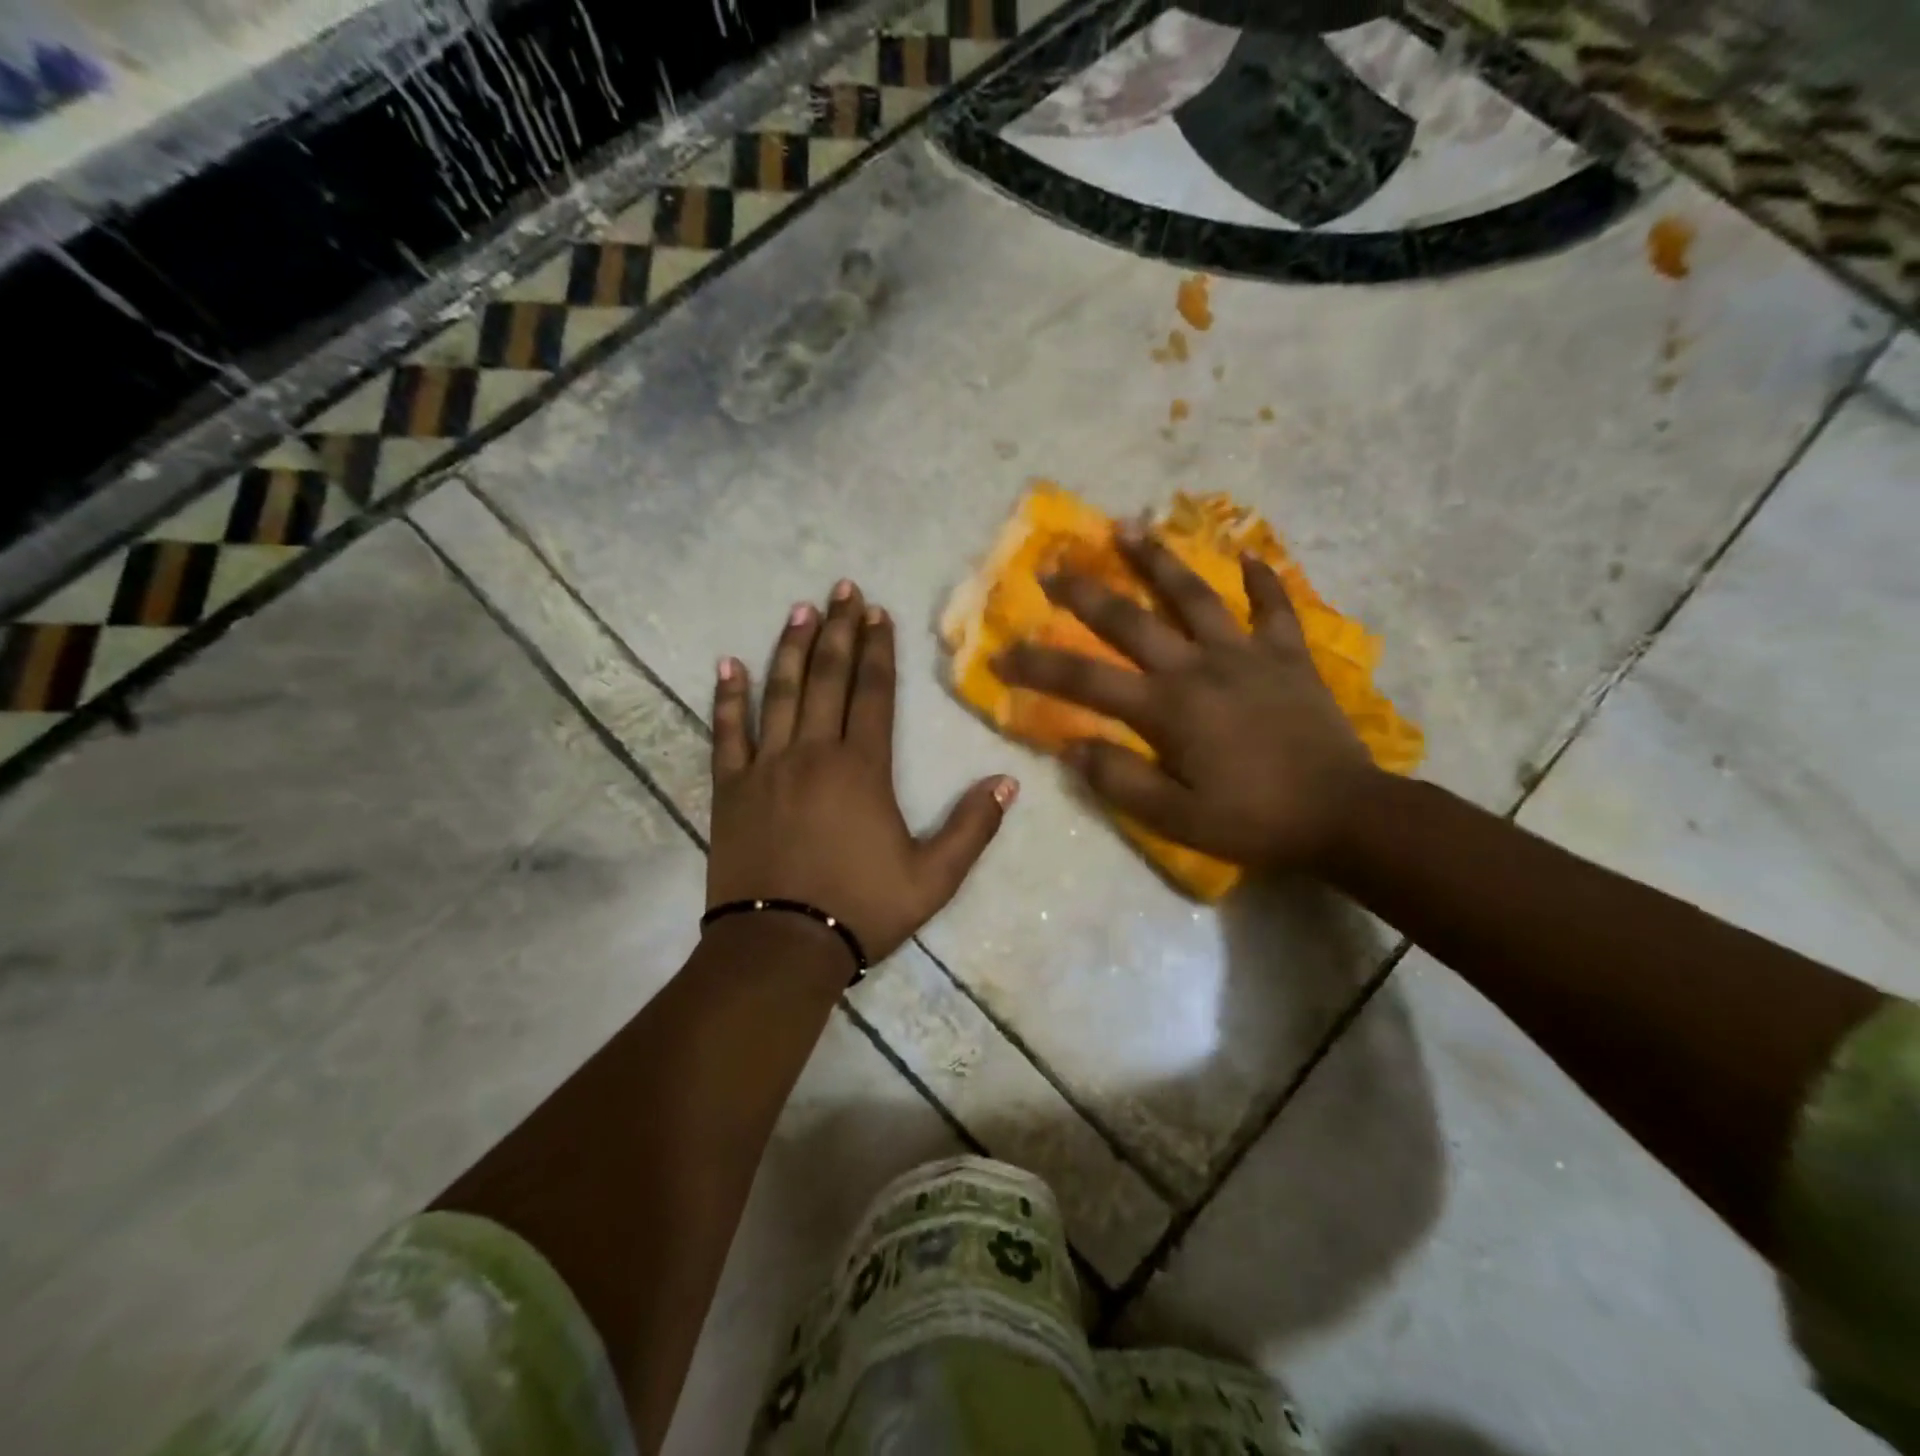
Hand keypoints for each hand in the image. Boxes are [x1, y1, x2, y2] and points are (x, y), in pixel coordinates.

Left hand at [708, 581, 1017, 963]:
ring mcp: (767, 767)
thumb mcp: (934, 879)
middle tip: (842, 589)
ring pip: (779, 693)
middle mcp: (813, 753)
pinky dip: (728, 698)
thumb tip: (1008, 783)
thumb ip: (973, 828)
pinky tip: (728, 665)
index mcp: (862, 769)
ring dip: (790, 647)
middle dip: (838, 630)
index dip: (878, 650)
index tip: (877, 612)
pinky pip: (727, 733)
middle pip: (827, 678)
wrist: (782, 948)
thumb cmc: (861, 910)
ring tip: (799, 609)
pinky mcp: (731, 789)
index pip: (874, 693)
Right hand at [992, 527, 1378, 873]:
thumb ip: (1120, 780)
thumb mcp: (1176, 819)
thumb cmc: (1254, 820)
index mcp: (1167, 709)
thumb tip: (1070, 747)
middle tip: (1054, 565)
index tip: (1002, 652)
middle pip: (1132, 620)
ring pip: (1196, 596)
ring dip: (1159, 560)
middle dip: (1086, 593)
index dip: (1039, 665)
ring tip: (1130, 527)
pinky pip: (1274, 608)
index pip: (1086, 680)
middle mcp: (1199, 668)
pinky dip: (1262, 580)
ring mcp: (1247, 655)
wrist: (1344, 815)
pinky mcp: (1288, 657)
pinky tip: (1248, 554)